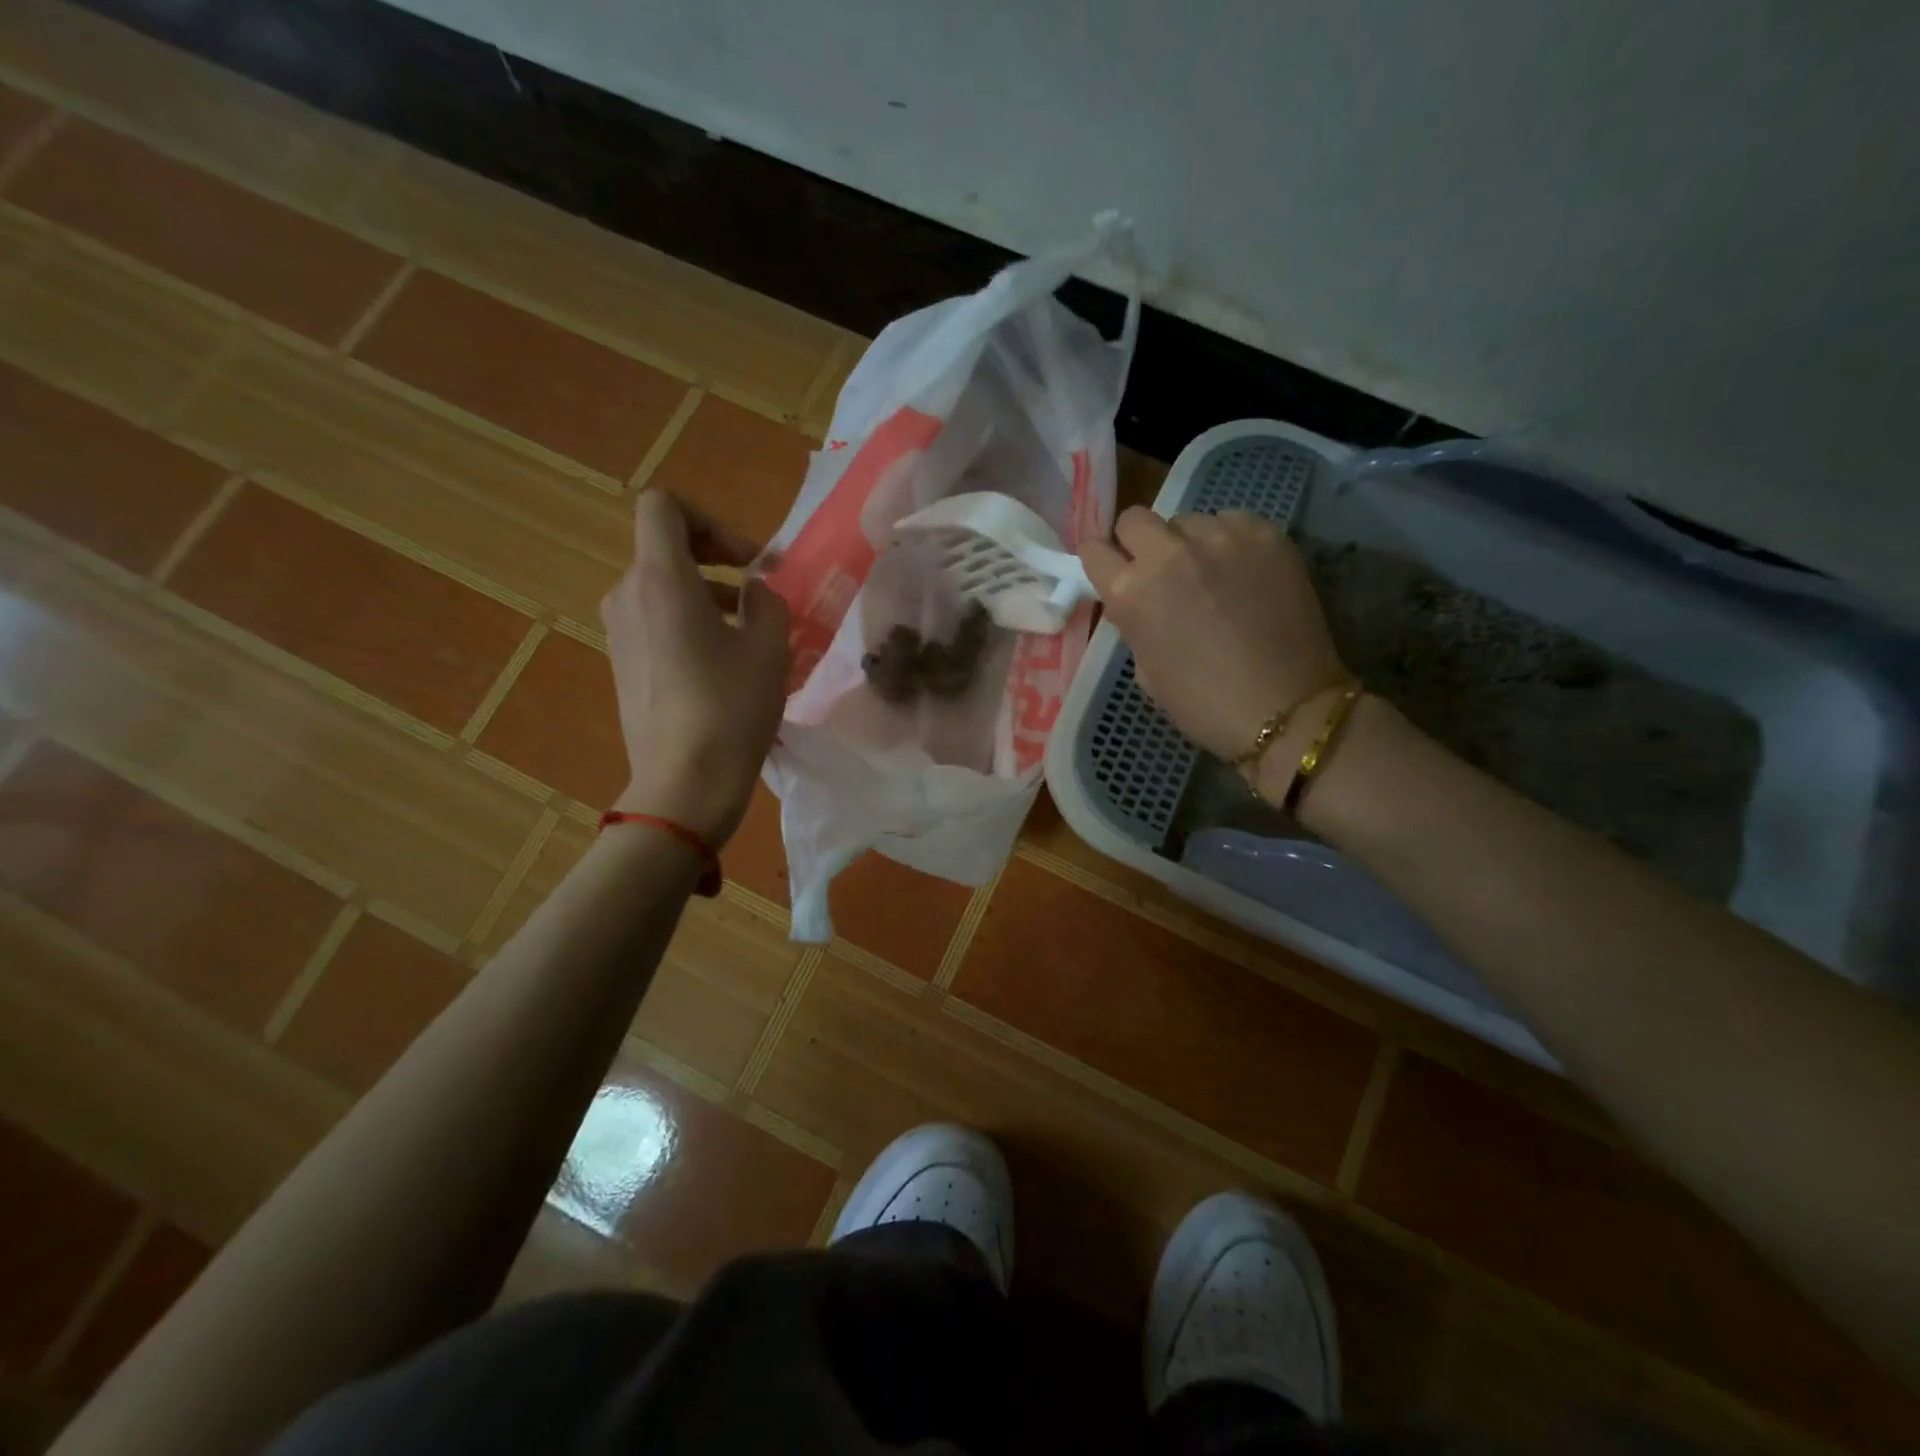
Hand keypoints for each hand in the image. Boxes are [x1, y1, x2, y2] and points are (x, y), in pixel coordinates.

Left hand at [602, 493, 789, 844]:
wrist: (683, 785)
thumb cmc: (731, 710)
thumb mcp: (771, 648)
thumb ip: (766, 602)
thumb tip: (752, 593)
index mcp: (662, 580)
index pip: (663, 508)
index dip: (709, 521)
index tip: (745, 561)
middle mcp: (628, 595)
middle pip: (665, 549)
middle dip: (717, 561)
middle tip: (760, 594)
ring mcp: (619, 632)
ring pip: (662, 587)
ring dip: (706, 595)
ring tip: (750, 633)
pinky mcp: (622, 663)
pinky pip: (654, 620)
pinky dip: (688, 623)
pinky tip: (723, 665)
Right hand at [1081, 508, 1346, 761]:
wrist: (1286, 708)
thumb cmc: (1203, 704)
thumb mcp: (1145, 670)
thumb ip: (1133, 622)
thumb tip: (1139, 602)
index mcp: (1131, 592)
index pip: (1094, 550)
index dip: (1103, 564)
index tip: (1114, 575)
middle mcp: (1168, 553)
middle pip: (1135, 519)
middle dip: (1139, 542)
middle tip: (1159, 571)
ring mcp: (1220, 537)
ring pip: (1186, 520)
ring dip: (1187, 543)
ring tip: (1210, 574)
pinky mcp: (1265, 533)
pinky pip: (1231, 521)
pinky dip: (1228, 541)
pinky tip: (1242, 572)